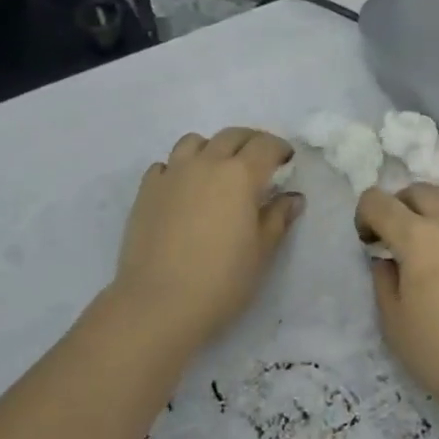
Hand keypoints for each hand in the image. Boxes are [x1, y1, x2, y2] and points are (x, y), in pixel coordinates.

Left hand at [112, 127, 302, 348]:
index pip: (265, 145)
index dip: (280, 149)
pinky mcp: (146, 190)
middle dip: (250, 142)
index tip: (287, 161)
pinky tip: (184, 191)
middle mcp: (206, 163)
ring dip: (212, 148)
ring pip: (194, 142)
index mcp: (240, 175)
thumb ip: (277, 218)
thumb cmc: (222, 280)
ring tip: (218, 171)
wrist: (159, 302)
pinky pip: (166, 165)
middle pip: (231, 136)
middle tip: (259, 162)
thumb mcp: (261, 252)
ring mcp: (172, 174)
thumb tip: (292, 198)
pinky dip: (180, 168)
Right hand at [355, 185, 438, 427]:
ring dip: (430, 206)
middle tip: (392, 238)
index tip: (368, 242)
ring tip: (425, 237)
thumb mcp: (394, 323)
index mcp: (417, 237)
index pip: (379, 201)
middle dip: (397, 206)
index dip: (364, 215)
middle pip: (417, 191)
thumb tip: (388, 261)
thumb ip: (384, 281)